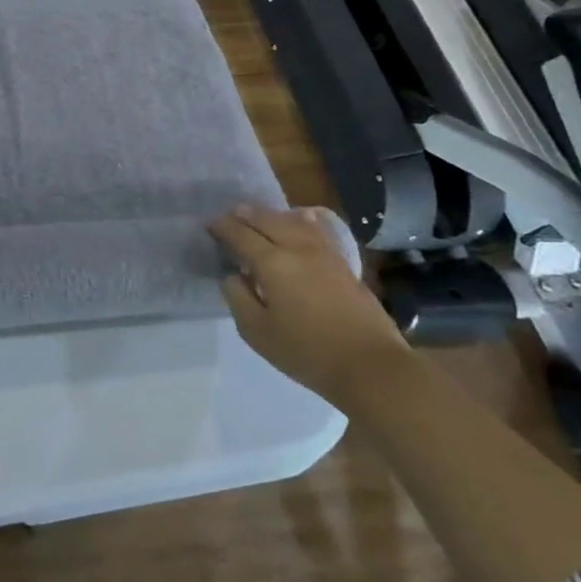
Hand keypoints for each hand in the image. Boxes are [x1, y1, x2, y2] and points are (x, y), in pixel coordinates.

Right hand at [209, 204, 410, 407]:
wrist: (371, 367)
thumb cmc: (306, 352)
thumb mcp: (256, 331)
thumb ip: (237, 297)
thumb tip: (233, 275)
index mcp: (271, 263)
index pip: (240, 234)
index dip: (222, 227)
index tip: (209, 226)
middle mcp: (297, 249)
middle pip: (267, 220)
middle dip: (244, 215)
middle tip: (229, 216)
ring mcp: (325, 254)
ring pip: (294, 221)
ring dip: (272, 215)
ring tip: (260, 216)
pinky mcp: (344, 265)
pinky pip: (318, 231)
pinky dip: (302, 221)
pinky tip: (302, 219)